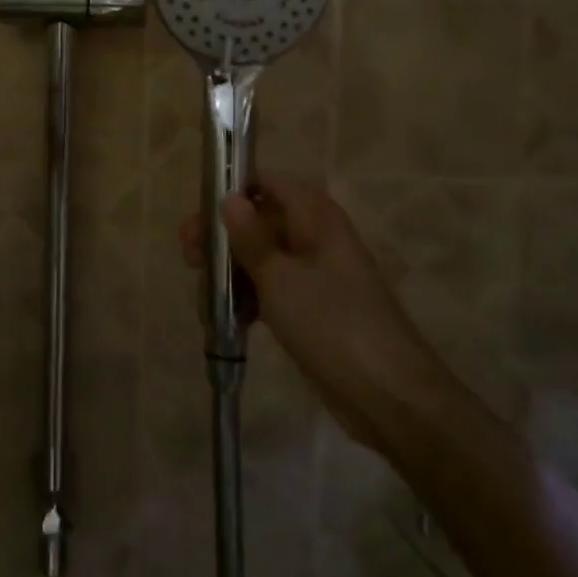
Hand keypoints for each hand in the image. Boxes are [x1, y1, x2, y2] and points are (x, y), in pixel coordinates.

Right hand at [180, 177, 447, 447]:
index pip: (266, 182)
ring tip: (203, 293)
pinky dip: (247, 294)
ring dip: (230, 268)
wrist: (387, 394)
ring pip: (261, 254)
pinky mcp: (311, 305)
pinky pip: (270, 286)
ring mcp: (313, 271)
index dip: (230, 191)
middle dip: (222, 235)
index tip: (199, 215)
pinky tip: (225, 316)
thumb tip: (229, 198)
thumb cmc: (332, 323)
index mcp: (314, 215)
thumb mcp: (280, 277)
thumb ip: (250, 237)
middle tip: (189, 257)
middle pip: (258, 218)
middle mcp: (314, 234)